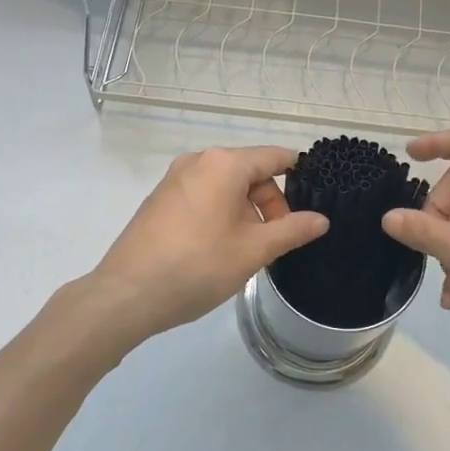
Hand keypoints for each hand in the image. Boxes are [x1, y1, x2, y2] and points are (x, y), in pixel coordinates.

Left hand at [77, 146, 328, 349]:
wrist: (127, 293)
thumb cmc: (198, 266)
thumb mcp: (253, 250)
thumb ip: (292, 230)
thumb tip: (321, 219)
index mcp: (224, 164)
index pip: (274, 157)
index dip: (299, 174)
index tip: (315, 199)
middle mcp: (198, 161)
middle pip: (249, 172)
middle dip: (270, 203)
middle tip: (276, 242)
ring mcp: (174, 179)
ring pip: (225, 186)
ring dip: (245, 211)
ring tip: (247, 251)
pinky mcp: (160, 199)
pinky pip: (203, 196)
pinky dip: (220, 213)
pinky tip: (218, 249)